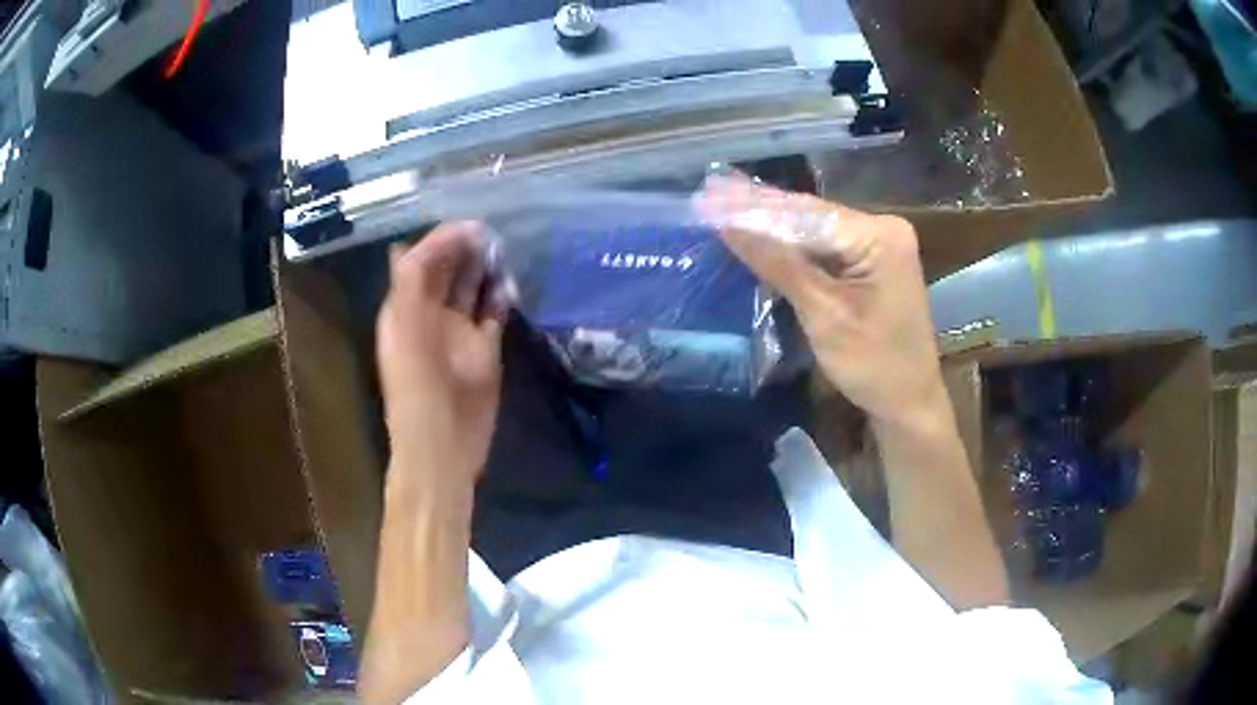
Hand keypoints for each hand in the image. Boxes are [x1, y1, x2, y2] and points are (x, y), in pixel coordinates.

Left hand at [376, 221, 506, 493]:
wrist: (443, 446)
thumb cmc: (418, 390)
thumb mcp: (405, 332)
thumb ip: (408, 287)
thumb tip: (406, 246)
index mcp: (406, 310)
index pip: (421, 263)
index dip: (442, 241)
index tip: (472, 226)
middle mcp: (431, 316)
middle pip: (447, 272)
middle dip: (466, 250)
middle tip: (493, 233)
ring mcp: (458, 334)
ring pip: (471, 290)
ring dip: (485, 270)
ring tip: (504, 251)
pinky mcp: (484, 352)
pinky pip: (493, 315)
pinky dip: (501, 299)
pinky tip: (511, 286)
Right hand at [700, 176, 944, 428]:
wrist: (909, 403)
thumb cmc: (872, 364)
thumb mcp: (823, 314)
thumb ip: (778, 263)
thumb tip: (727, 223)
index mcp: (880, 236)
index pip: (807, 213)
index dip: (754, 205)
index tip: (709, 196)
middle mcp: (882, 228)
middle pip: (812, 216)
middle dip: (761, 210)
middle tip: (709, 196)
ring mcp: (880, 244)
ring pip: (816, 230)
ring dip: (773, 226)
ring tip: (723, 207)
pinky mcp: (873, 261)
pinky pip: (826, 247)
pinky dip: (793, 247)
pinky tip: (760, 235)